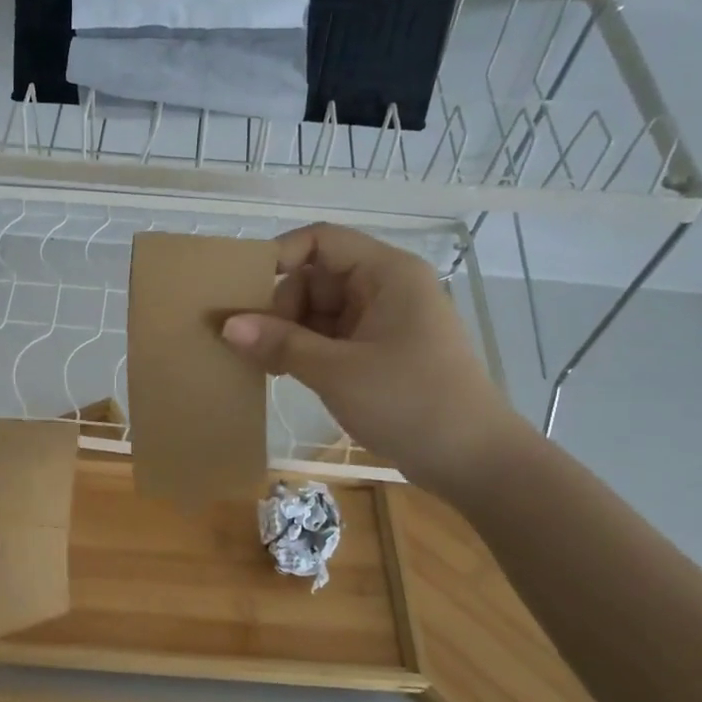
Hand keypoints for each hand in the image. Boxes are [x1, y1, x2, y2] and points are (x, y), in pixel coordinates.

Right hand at [220, 224, 529, 489]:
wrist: (475, 461)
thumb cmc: (410, 403)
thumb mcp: (337, 372)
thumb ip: (280, 344)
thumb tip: (227, 325)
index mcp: (387, 273)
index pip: (321, 240)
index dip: (279, 256)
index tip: (243, 292)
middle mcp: (385, 288)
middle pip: (315, 276)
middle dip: (281, 307)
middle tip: (257, 346)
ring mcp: (382, 321)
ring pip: (318, 310)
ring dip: (288, 333)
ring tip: (266, 366)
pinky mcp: (378, 352)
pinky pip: (330, 337)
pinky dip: (304, 350)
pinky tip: (282, 374)